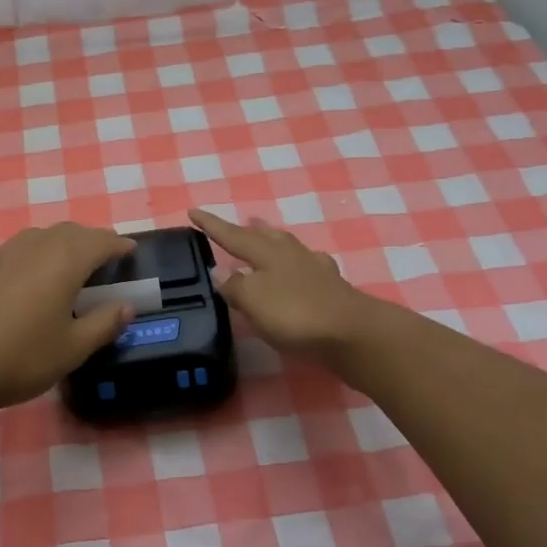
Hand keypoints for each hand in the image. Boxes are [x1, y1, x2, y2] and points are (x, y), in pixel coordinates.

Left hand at [0, 223, 136, 413]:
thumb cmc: (19, 358)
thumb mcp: (71, 349)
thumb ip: (103, 324)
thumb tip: (126, 307)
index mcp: (63, 260)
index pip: (100, 241)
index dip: (118, 246)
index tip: (130, 251)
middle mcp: (31, 246)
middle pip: (68, 232)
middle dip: (88, 241)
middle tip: (100, 260)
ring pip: (36, 239)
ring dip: (56, 247)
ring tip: (63, 270)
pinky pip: (9, 254)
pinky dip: (26, 260)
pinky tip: (20, 286)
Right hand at [189, 208, 376, 367]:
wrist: (353, 334)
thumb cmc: (295, 313)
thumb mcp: (253, 300)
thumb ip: (235, 286)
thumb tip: (220, 272)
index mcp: (266, 253)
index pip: (232, 235)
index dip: (212, 225)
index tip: (193, 212)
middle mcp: (290, 255)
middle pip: (266, 236)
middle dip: (250, 230)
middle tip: (243, 222)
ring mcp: (315, 270)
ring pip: (289, 248)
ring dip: (276, 242)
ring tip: (268, 240)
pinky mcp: (332, 289)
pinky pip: (309, 268)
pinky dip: (300, 265)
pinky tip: (304, 269)